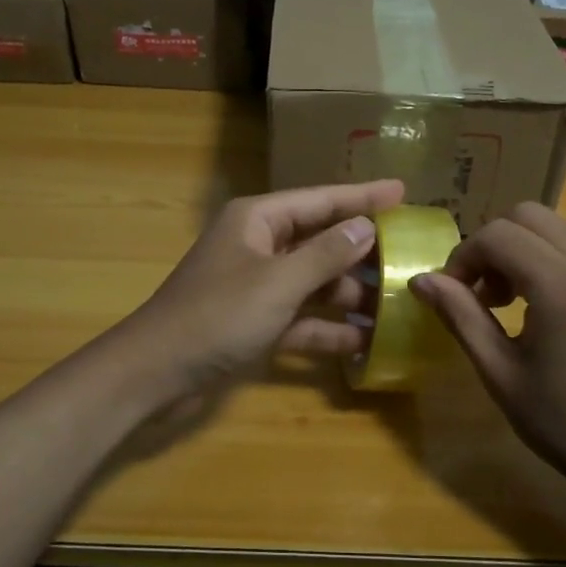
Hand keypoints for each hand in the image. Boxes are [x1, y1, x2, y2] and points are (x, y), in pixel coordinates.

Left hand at [115, 180, 405, 399]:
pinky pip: (300, 319)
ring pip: (313, 283)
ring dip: (348, 295)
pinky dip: (327, 330)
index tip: (404, 193)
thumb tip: (365, 227)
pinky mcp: (255, 323)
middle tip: (409, 256)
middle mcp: (258, 246)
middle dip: (361, 252)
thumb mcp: (277, 283)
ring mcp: (256, 287)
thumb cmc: (217, 316)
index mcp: (258, 220)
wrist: (155, 373)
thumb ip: (325, 255)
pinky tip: (363, 342)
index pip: (321, 200)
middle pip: (320, 241)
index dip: (363, 197)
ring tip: (396, 305)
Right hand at [409, 202, 565, 489]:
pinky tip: (539, 308)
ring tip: (506, 303)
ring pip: (553, 228)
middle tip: (479, 294)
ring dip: (519, 250)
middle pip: (527, 216)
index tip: (452, 297)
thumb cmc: (564, 422)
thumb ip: (460, 316)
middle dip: (491, 244)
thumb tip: (421, 280)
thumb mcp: (500, 372)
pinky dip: (546, 260)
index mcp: (560, 284)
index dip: (463, 258)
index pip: (497, 234)